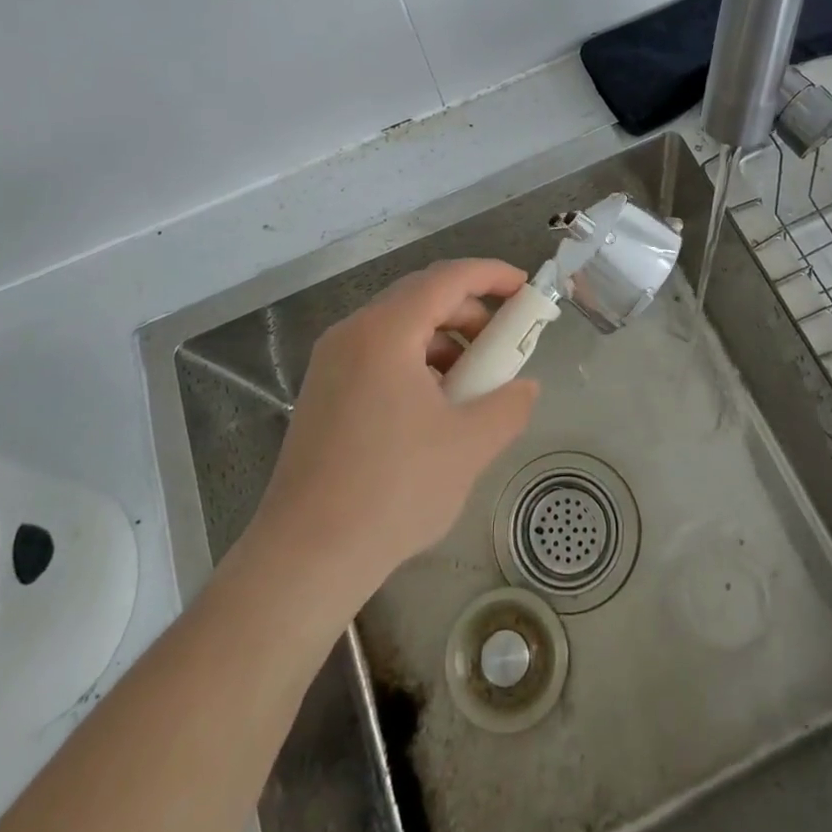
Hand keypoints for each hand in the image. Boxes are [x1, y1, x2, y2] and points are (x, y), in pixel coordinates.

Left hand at [250, 259, 539, 598]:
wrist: (306, 556)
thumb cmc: (393, 490)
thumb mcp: (469, 445)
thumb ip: (509, 405)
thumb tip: (526, 387)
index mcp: (385, 332)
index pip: (447, 278)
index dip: (491, 275)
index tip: (525, 288)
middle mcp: (352, 333)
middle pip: (421, 296)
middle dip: (470, 311)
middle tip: (504, 341)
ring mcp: (331, 362)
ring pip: (399, 327)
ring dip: (444, 340)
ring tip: (473, 382)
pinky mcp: (323, 391)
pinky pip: (379, 354)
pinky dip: (416, 362)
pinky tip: (434, 406)